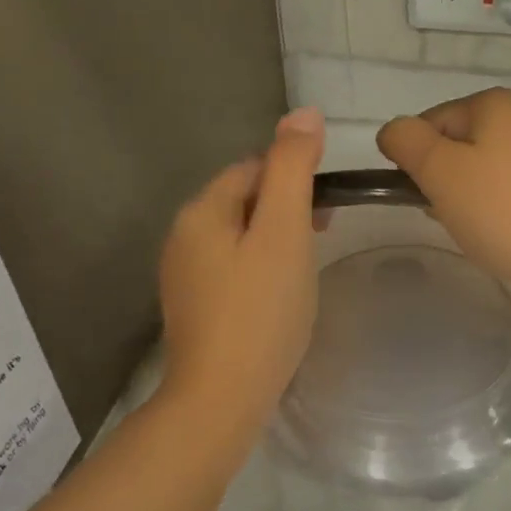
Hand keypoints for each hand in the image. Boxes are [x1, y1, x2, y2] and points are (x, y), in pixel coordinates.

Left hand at [159, 108, 324, 425]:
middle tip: (325, 232)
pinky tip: (280, 294)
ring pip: (238, 237)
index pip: (251, 168)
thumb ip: (292, 170)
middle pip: (242, 201)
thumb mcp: (284, 232)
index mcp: (201, 211)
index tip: (329, 205)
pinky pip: (231, 268)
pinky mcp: (194, 308)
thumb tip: (304, 112)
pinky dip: (260, 267)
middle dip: (285, 207)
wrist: (222, 398)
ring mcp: (183, 276)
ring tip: (308, 263)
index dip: (293, 175)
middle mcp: (182, 236)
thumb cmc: (260, 311)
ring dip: (274, 237)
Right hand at [377, 88, 510, 297]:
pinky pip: (510, 193)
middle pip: (456, 148)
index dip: (416, 163)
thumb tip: (393, 131)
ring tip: (479, 232)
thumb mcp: (441, 172)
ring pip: (482, 174)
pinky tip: (503, 238)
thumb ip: (407, 143)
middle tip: (452, 218)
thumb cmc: (506, 212)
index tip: (427, 198)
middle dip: (444, 184)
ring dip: (469, 202)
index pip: (428, 124)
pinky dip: (498, 213)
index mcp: (493, 104)